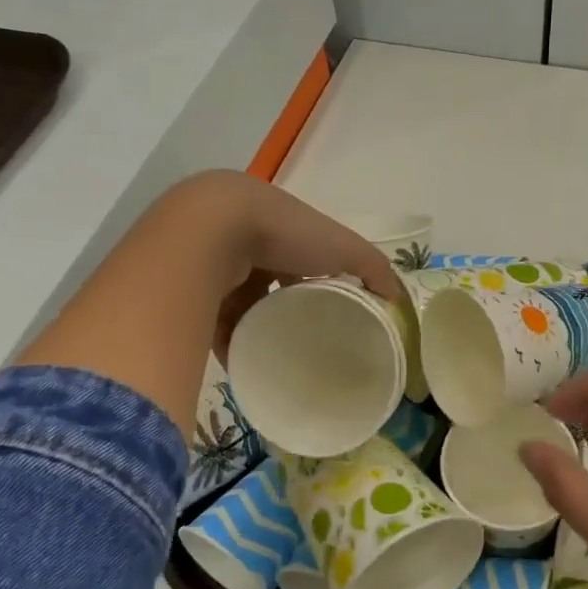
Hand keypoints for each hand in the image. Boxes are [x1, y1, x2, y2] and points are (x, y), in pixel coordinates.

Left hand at [18, 172, 402, 433]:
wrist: (210, 230)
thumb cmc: (284, 233)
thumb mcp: (344, 248)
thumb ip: (374, 270)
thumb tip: (398, 301)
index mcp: (279, 224)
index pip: (302, 255)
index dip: (317, 280)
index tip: (331, 313)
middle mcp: (243, 239)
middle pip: (267, 282)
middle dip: (282, 310)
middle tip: (303, 342)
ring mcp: (212, 262)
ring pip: (238, 303)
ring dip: (255, 329)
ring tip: (275, 360)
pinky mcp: (189, 288)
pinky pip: (212, 321)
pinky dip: (228, 343)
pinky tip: (244, 364)